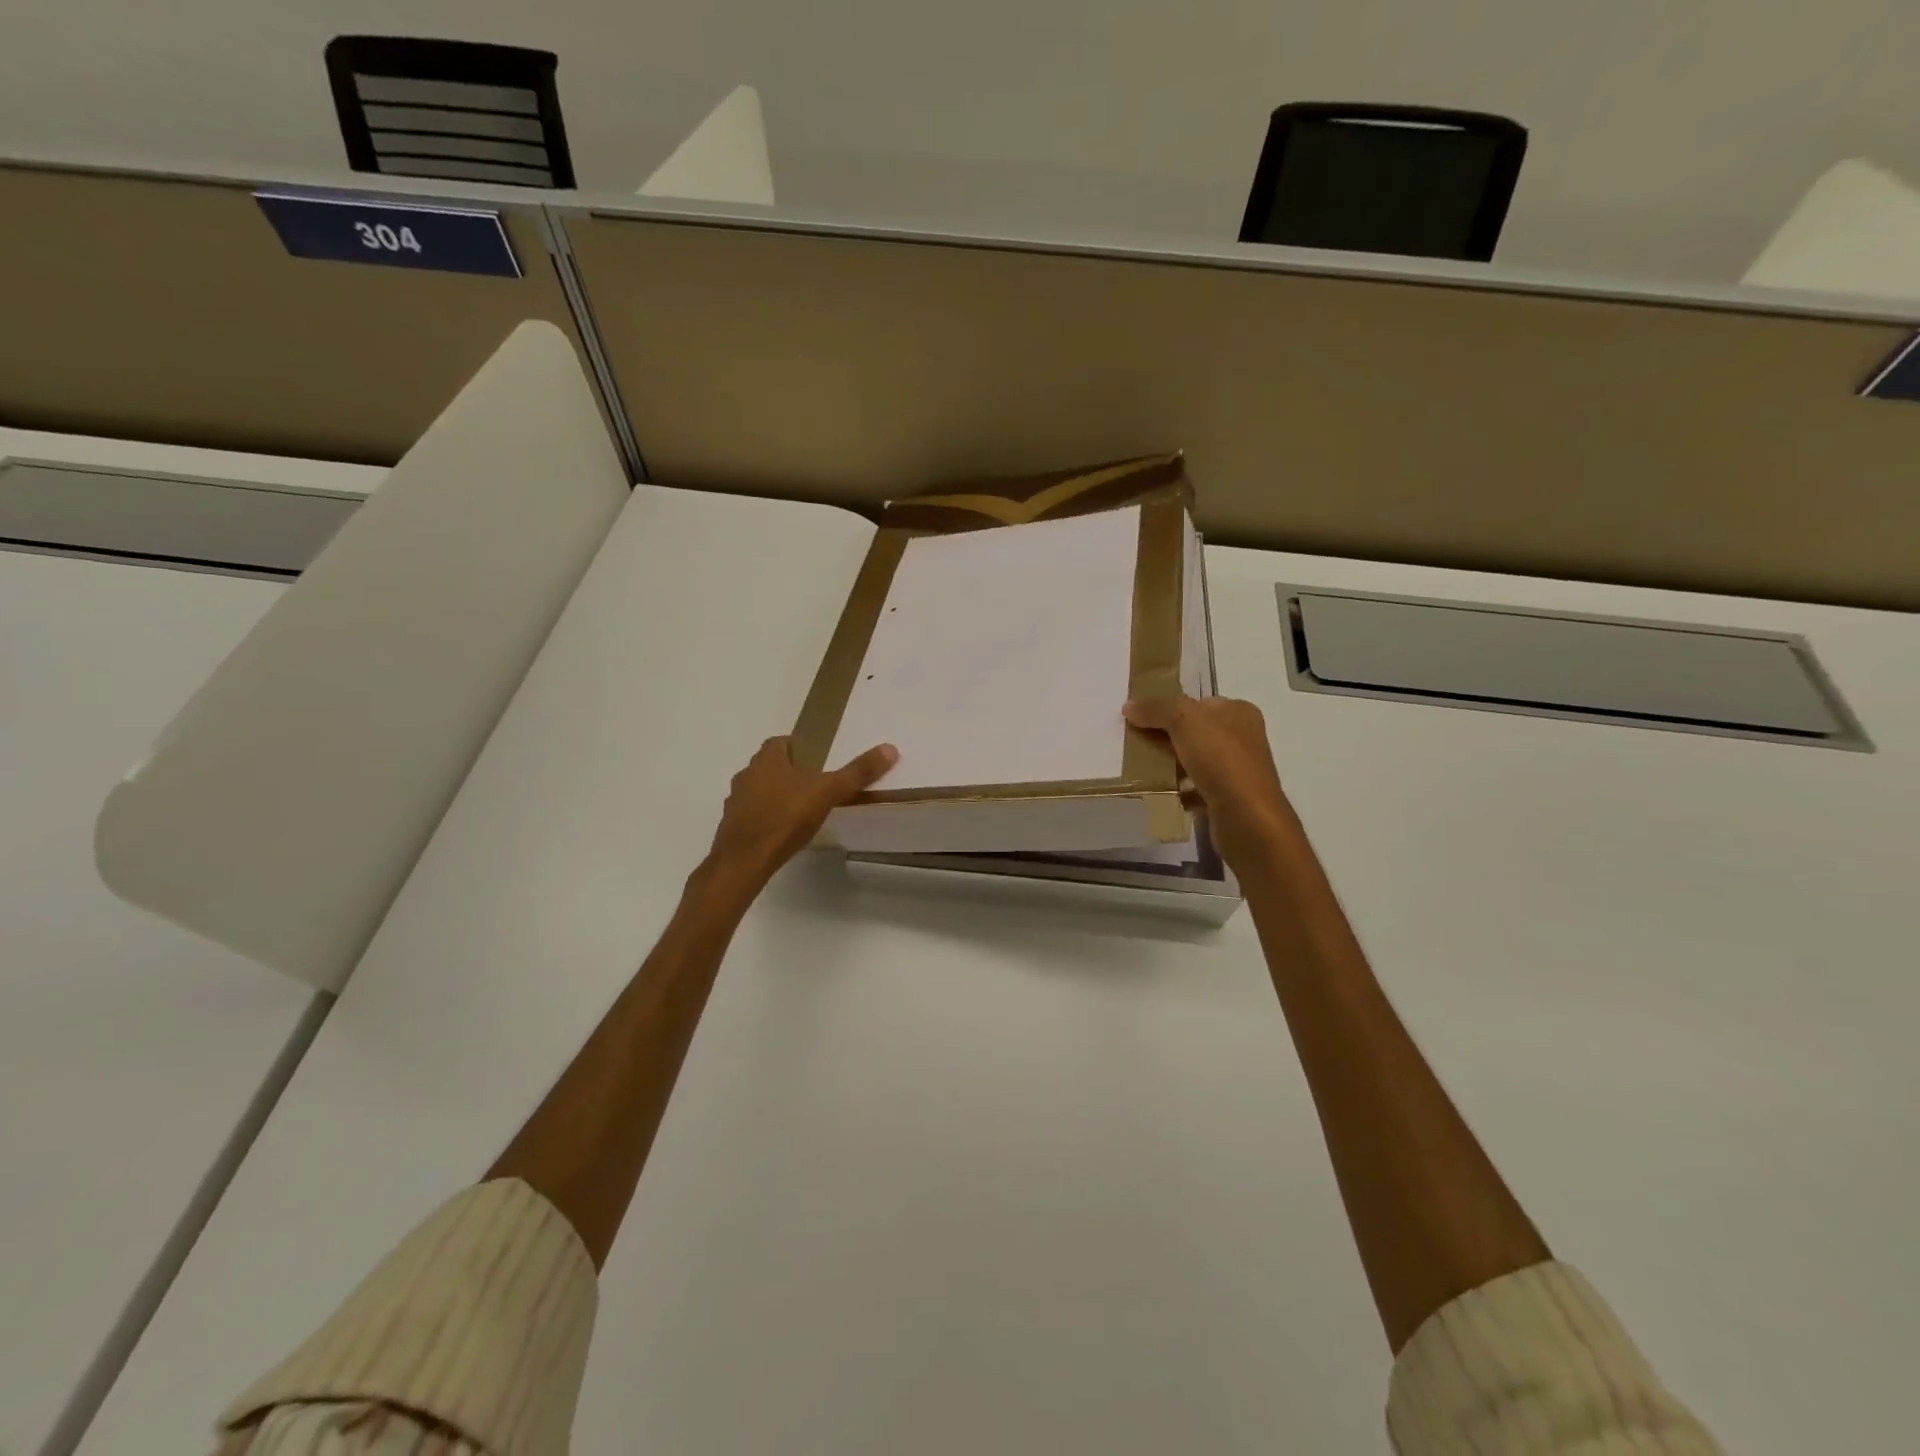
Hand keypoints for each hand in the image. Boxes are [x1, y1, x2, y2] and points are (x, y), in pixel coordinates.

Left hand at [702, 736, 898, 895]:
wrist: (744, 860)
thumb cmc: (785, 818)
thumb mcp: (829, 792)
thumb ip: (858, 772)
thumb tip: (890, 748)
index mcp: (767, 759)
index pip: (780, 742)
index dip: (798, 747)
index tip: (817, 758)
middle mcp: (747, 774)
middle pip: (769, 766)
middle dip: (789, 772)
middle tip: (815, 784)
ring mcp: (736, 802)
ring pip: (759, 790)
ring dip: (776, 795)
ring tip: (801, 810)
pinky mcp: (733, 826)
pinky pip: (753, 815)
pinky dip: (767, 818)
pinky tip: (783, 832)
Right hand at [1123, 696, 1299, 872]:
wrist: (1246, 817)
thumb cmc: (1221, 759)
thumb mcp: (1185, 720)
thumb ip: (1157, 709)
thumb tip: (1129, 706)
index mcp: (1239, 713)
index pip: (1199, 703)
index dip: (1170, 707)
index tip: (1140, 718)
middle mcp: (1242, 739)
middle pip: (1195, 732)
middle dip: (1166, 737)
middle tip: (1135, 743)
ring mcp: (1236, 771)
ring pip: (1194, 761)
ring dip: (1170, 765)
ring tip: (1142, 768)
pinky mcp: (1228, 799)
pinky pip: (1196, 789)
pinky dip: (1179, 791)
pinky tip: (1160, 793)